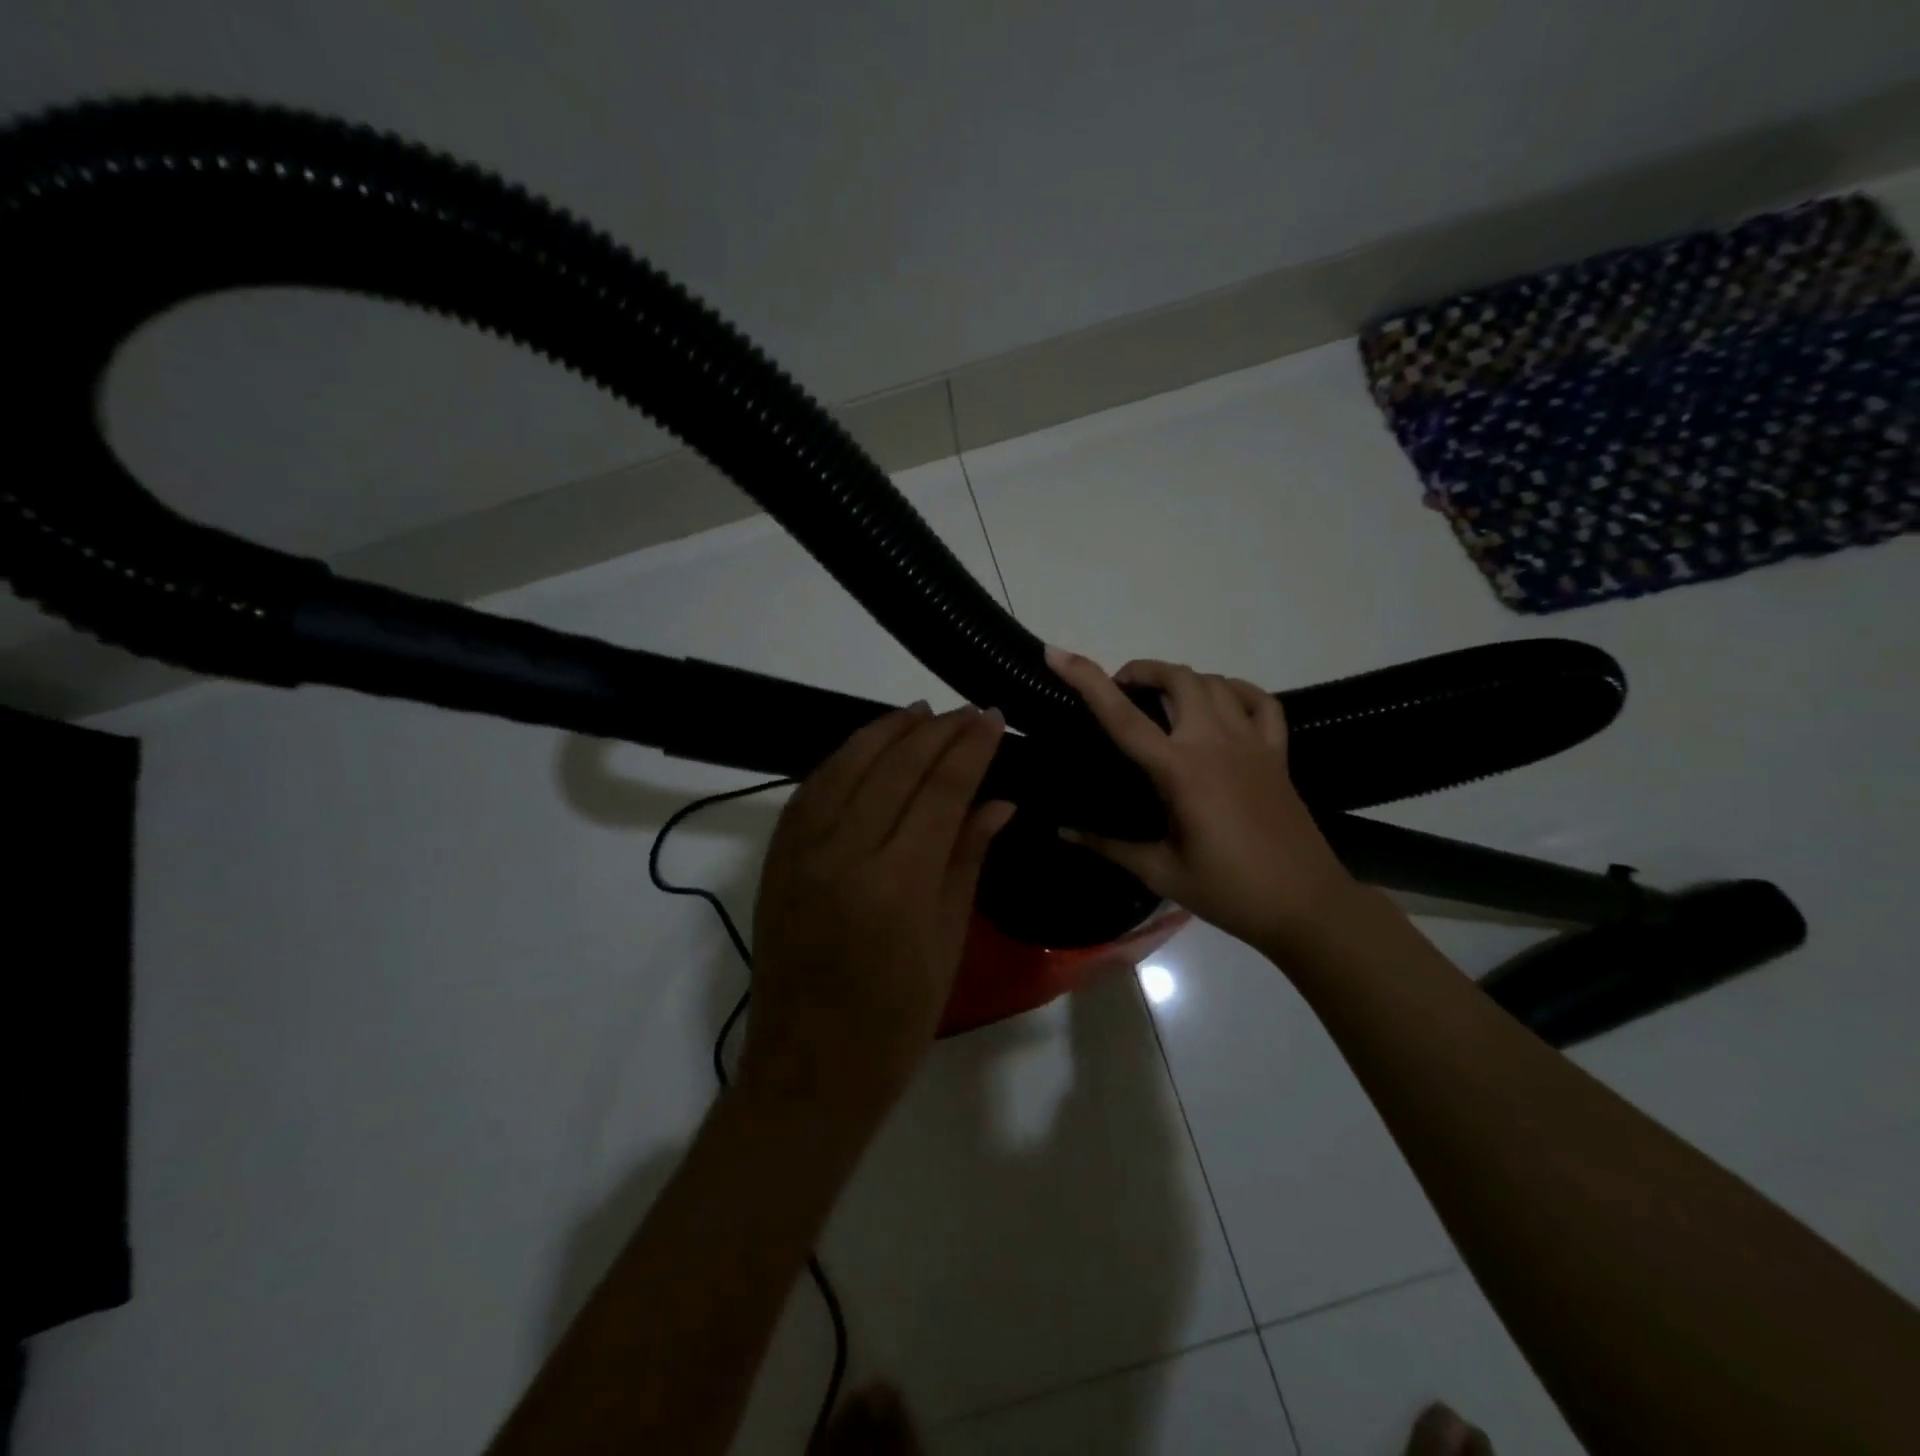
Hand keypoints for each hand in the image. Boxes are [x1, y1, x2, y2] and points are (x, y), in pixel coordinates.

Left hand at [740, 704, 1014, 1116]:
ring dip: (884, 732)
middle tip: (967, 712)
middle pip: (894, 767)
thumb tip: (999, 801)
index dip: (970, 749)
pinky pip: (810, 790)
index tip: (993, 719)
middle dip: (936, 732)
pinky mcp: (776, 859)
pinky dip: (841, 759)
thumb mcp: (946, 942)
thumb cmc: (896, 1020)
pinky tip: (865, 748)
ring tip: (919, 713)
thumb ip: (966, 860)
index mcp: (895, 882)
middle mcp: (842, 853)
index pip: (941, 791)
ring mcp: (800, 852)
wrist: (808, 1068)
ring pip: (845, 766)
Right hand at [1046, 647, 1354, 952]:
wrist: (1306, 905)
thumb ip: (1108, 845)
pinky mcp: (1277, 753)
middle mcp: (1214, 743)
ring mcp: (1251, 743)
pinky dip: (1235, 690)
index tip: (1058, 653)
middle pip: (1176, 678)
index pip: (1123, 716)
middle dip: (1141, 671)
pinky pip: (1259, 701)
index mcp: (1179, 770)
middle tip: (1121, 693)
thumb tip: (1062, 830)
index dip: (1086, 679)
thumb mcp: (1160, 872)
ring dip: (1181, 679)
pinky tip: (1221, 704)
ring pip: (1213, 682)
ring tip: (1162, 701)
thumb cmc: (1228, 891)